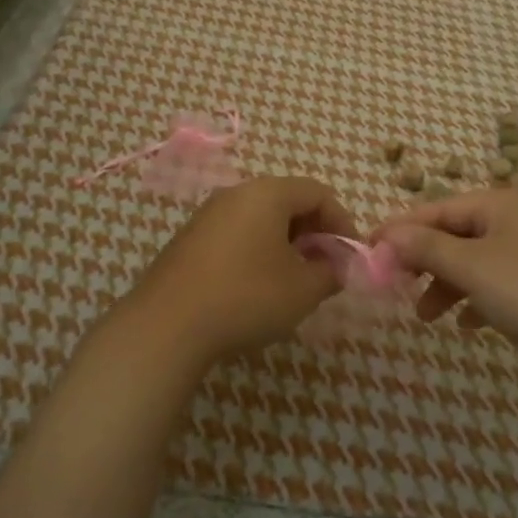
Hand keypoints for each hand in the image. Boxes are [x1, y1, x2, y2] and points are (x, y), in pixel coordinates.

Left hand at [121, 176, 355, 370]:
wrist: (167, 325)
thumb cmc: (246, 296)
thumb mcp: (302, 290)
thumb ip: (330, 273)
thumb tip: (336, 267)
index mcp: (267, 193)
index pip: (318, 193)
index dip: (341, 222)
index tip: (350, 255)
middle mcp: (237, 193)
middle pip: (288, 200)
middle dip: (314, 232)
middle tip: (325, 267)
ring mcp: (209, 214)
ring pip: (261, 218)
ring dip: (285, 243)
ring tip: (294, 280)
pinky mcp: (190, 239)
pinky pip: (237, 233)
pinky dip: (257, 250)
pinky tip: (257, 286)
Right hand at [378, 187, 517, 387]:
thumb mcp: (473, 267)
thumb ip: (427, 248)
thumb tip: (388, 234)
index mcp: (501, 203)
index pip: (437, 209)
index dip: (400, 229)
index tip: (368, 248)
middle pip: (455, 234)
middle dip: (424, 261)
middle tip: (395, 286)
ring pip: (475, 261)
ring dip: (447, 284)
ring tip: (426, 316)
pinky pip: (498, 282)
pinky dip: (476, 299)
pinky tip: (466, 323)